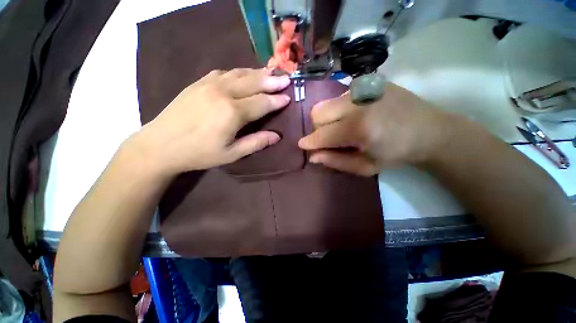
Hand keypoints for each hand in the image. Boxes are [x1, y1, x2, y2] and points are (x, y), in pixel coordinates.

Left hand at [131, 68, 290, 175]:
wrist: (160, 144)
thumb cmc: (199, 153)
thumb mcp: (231, 154)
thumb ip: (256, 143)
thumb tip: (276, 136)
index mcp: (232, 113)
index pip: (262, 103)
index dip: (276, 100)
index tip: (288, 97)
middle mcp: (223, 93)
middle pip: (253, 83)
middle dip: (272, 81)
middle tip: (286, 79)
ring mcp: (209, 84)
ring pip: (240, 74)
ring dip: (258, 73)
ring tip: (271, 73)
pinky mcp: (199, 82)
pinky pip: (225, 72)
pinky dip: (240, 72)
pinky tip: (245, 74)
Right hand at [298, 82, 453, 175]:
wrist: (430, 130)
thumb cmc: (397, 154)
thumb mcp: (365, 167)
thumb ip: (336, 161)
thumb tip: (313, 156)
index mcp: (359, 128)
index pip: (322, 134)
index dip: (309, 141)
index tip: (302, 145)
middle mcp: (357, 103)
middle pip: (318, 113)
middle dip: (318, 128)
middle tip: (330, 138)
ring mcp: (363, 88)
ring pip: (327, 103)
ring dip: (328, 118)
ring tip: (343, 126)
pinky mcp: (369, 82)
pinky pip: (340, 97)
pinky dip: (339, 109)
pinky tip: (354, 115)